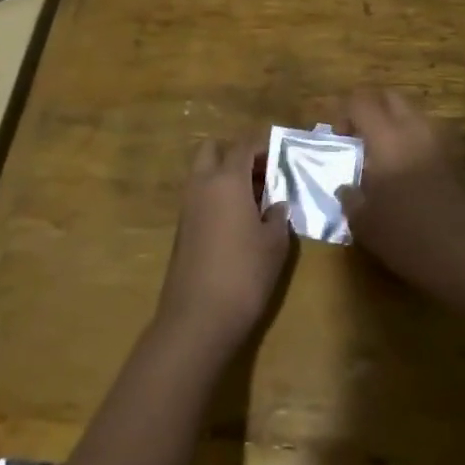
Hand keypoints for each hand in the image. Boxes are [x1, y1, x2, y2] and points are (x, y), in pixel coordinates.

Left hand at [155, 136, 291, 354]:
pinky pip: (200, 197)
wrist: (198, 319)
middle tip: (262, 174)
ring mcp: (187, 207)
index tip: (282, 155)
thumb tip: (276, 205)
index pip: (244, 146)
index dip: (264, 146)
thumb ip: (277, 216)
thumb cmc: (244, 273)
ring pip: (203, 174)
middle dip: (236, 155)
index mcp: (227, 179)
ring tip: (256, 200)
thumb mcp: (275, 244)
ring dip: (226, 177)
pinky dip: (217, 198)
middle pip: (213, 150)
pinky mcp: (182, 229)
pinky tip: (239, 222)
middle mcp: (202, 185)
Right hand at [337, 89, 464, 295]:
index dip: (344, 113)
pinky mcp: (451, 159)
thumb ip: (349, 197)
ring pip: (411, 113)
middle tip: (358, 138)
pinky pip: (425, 134)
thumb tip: (346, 187)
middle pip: (389, 97)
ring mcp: (437, 142)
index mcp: (386, 136)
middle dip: (370, 109)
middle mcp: (413, 129)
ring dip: (392, 123)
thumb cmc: (404, 233)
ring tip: (379, 155)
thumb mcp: (363, 221)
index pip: (361, 101)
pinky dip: (410, 140)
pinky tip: (402, 170)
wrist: (460, 253)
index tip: (339, 140)